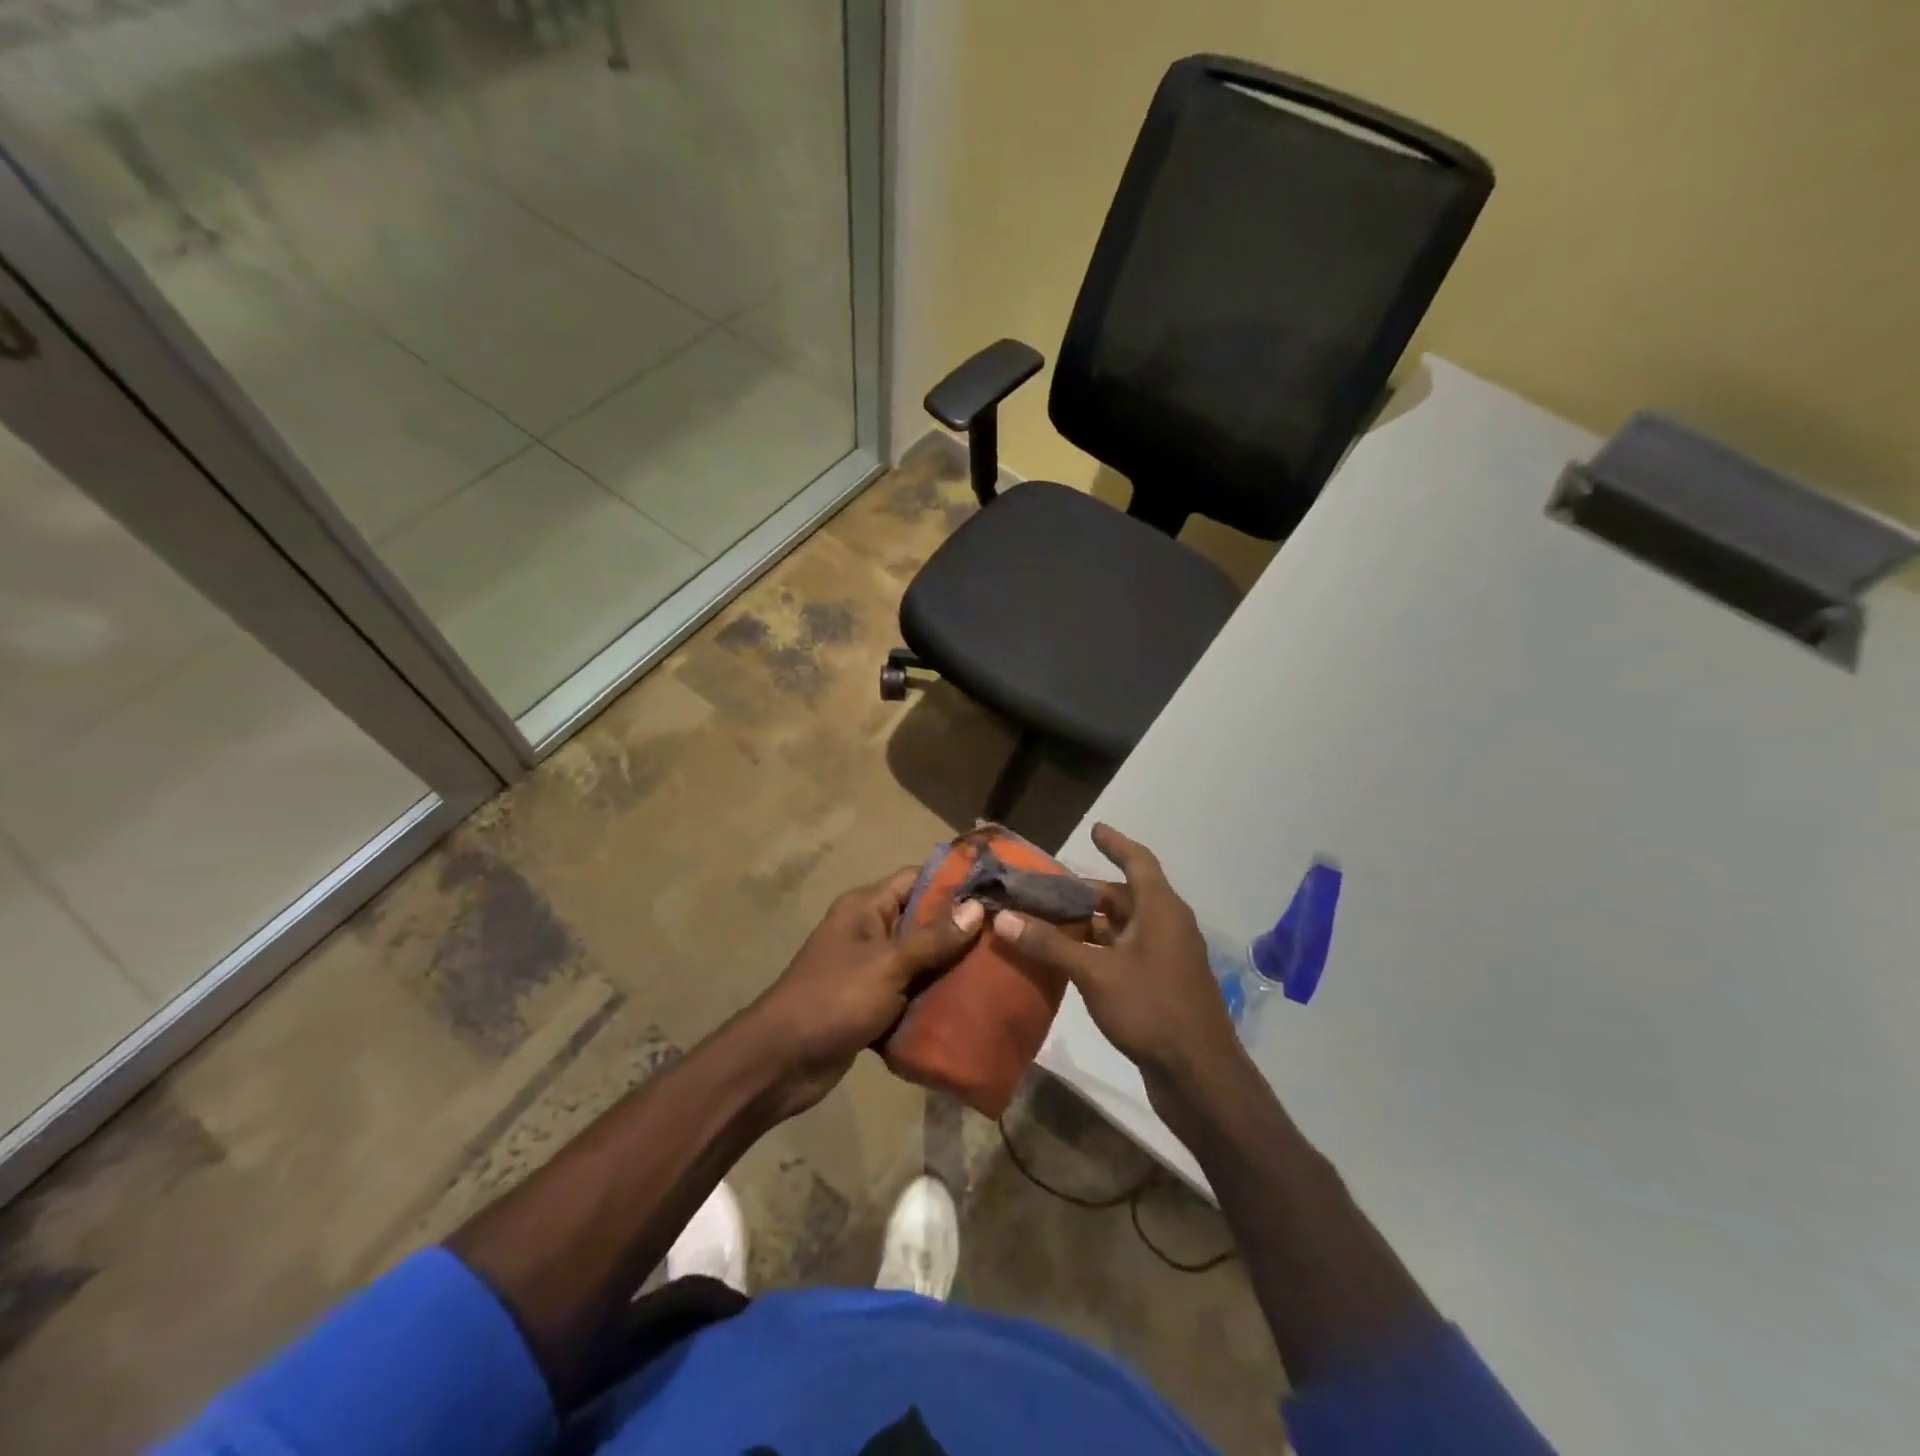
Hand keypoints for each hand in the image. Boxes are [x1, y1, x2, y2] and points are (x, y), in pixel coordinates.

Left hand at [746, 867, 984, 1117]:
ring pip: (920, 959)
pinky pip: (911, 992)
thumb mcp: (888, 964)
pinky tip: (971, 1003)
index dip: (955, 881)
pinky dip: (934, 997)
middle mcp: (869, 931)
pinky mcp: (872, 1004)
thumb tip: (976, 908)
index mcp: (866, 908)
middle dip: (961, 928)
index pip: (917, 879)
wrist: (782, 1063)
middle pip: (923, 920)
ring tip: (999, 970)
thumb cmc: (834, 999)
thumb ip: (933, 938)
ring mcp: (870, 969)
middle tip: (1007, 934)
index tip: (998, 889)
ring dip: (951, 967)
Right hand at [990, 824, 1238, 1093]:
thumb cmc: (1151, 1008)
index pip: (1138, 861)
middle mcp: (1167, 925)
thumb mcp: (1095, 972)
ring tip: (1050, 921)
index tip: (1094, 829)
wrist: (1200, 1075)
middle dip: (1088, 891)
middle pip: (1125, 896)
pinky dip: (1100, 949)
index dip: (1115, 843)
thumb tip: (1004, 918)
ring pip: (1124, 927)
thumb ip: (1050, 945)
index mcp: (1161, 909)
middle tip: (1048, 890)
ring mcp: (1167, 957)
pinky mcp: (1162, 985)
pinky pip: (1126, 952)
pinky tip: (1071, 960)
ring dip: (1091, 923)